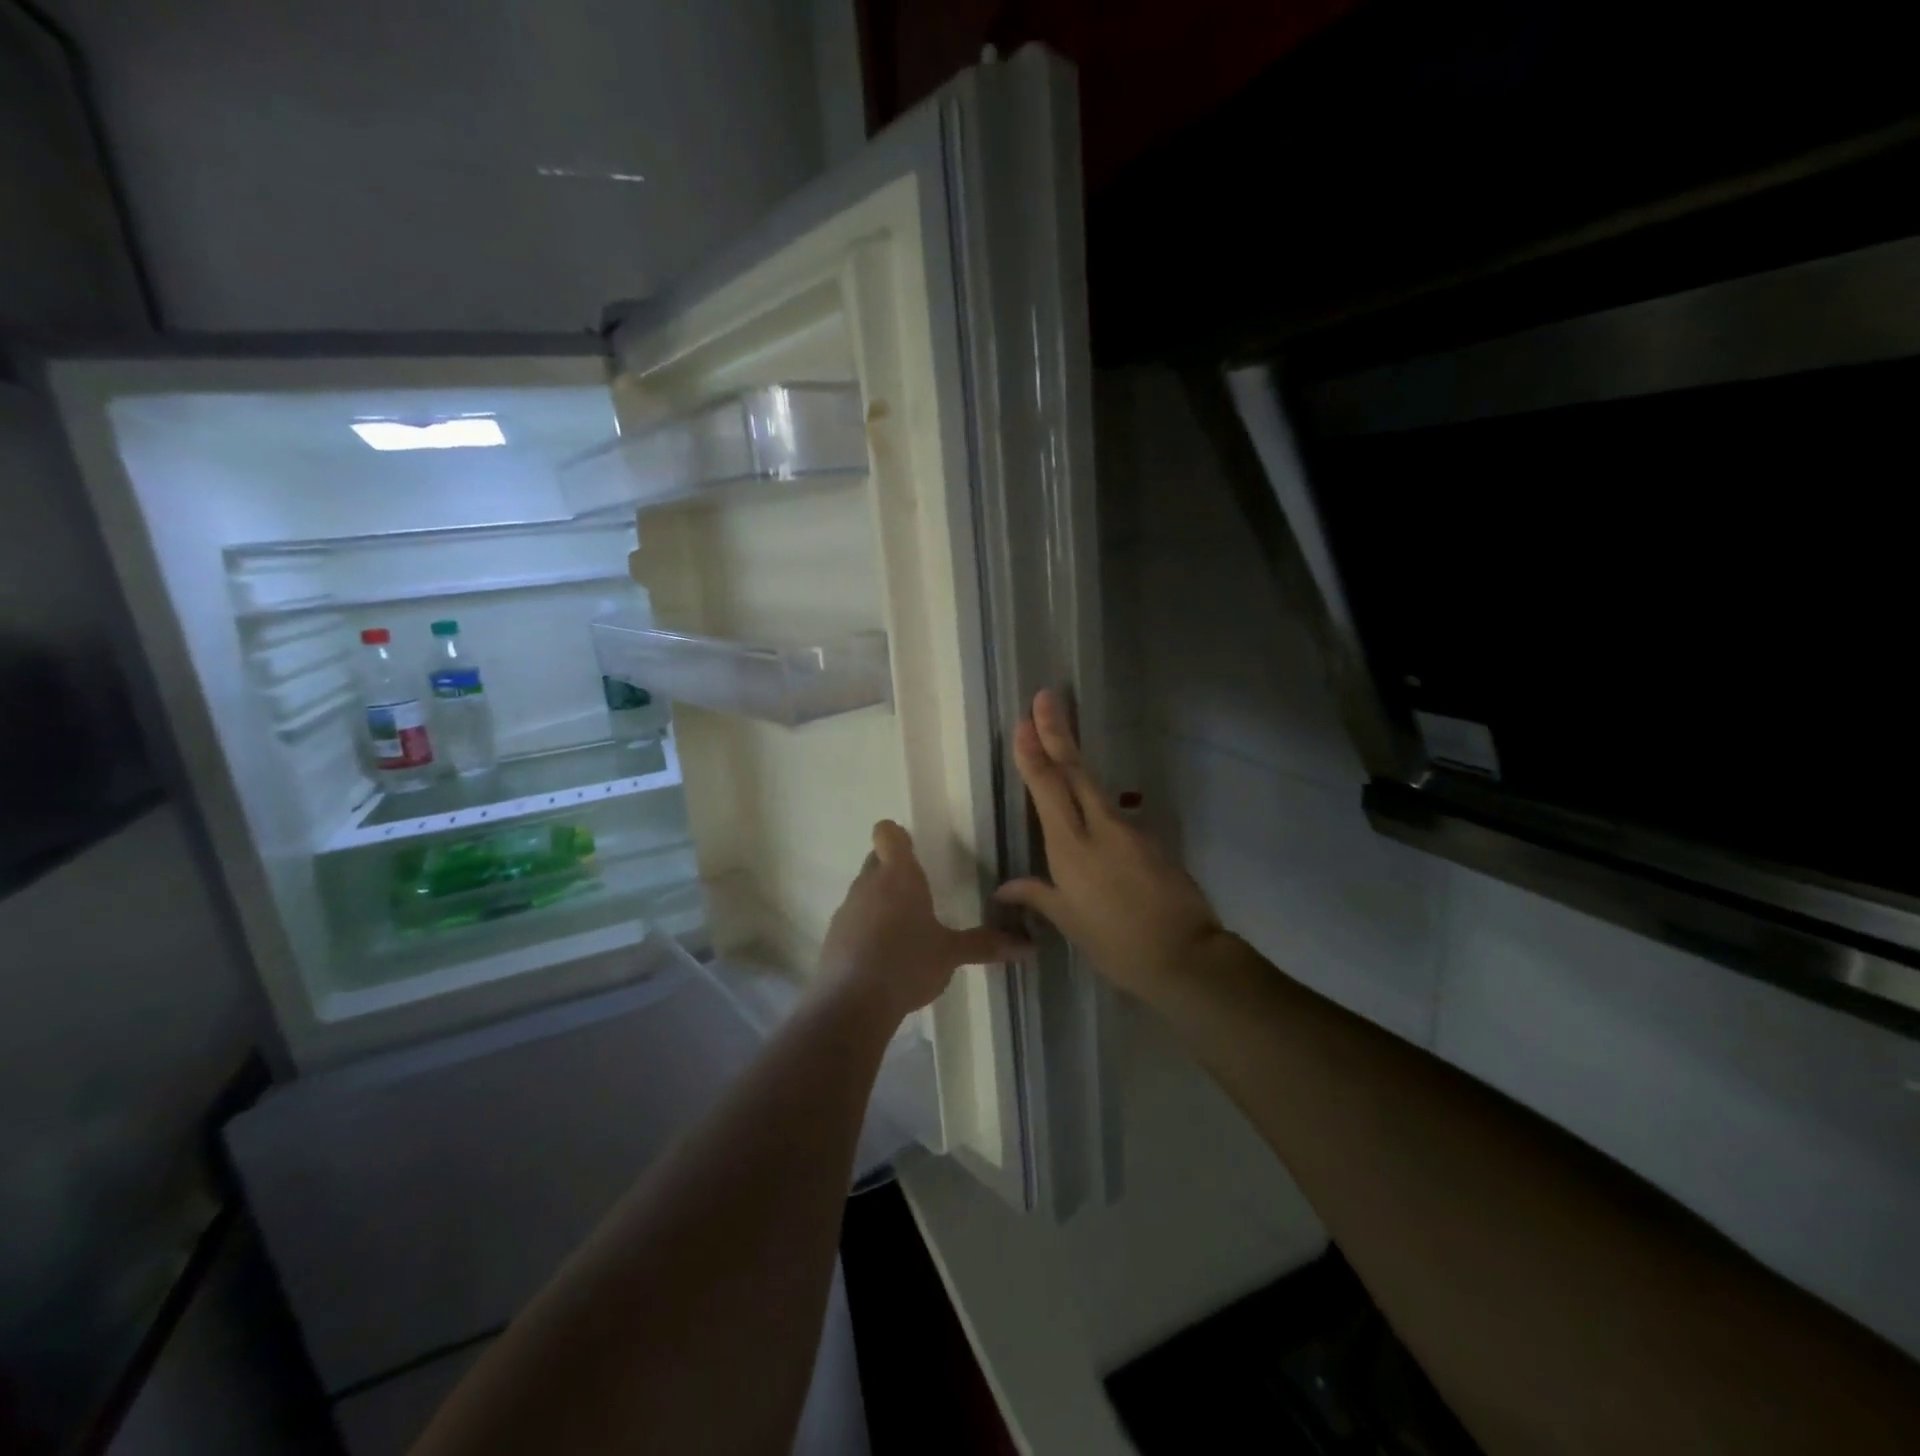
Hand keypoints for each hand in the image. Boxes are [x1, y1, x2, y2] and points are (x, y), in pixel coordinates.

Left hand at [817, 820, 1030, 1025]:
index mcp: (898, 875)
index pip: (887, 833)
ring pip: (863, 891)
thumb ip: (985, 944)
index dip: (898, 837)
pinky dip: (865, 930)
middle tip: (919, 892)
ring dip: (879, 902)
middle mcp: (868, 884)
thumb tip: (1029, 945)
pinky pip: (852, 921)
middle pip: (876, 861)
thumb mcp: (950, 955)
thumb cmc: (907, 963)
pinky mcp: (833, 937)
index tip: (915, 851)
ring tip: (903, 929)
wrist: (852, 1003)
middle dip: (894, 870)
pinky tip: (882, 957)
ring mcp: (846, 910)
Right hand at [995, 690, 1227, 1002]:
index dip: (1034, 753)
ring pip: (1095, 785)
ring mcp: (1130, 830)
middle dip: (1058, 731)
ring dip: (1075, 759)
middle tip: (1045, 697)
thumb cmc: (1115, 944)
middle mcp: (1100, 828)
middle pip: (1075, 770)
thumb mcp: (1069, 922)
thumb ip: (1037, 895)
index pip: (1048, 789)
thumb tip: (1004, 887)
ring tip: (1059, 737)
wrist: (1184, 956)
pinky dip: (1094, 798)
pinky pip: (1113, 811)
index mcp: (1072, 848)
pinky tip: (1086, 803)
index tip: (1024, 722)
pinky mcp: (1150, 839)